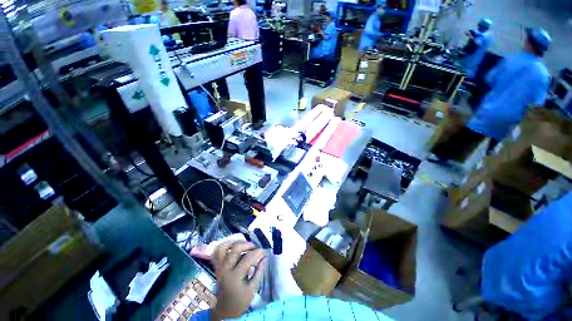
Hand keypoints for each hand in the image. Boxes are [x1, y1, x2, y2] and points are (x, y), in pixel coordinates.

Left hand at [211, 241, 266, 320]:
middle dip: (248, 244)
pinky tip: (234, 245)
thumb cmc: (240, 301)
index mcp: (235, 278)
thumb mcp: (253, 289)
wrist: (224, 309)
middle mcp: (225, 270)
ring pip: (224, 247)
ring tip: (244, 244)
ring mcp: (219, 267)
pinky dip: (225, 245)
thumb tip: (265, 256)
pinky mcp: (216, 266)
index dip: (258, 252)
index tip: (264, 252)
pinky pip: (217, 251)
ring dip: (236, 242)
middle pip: (235, 249)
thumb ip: (259, 271)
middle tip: (255, 247)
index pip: (248, 258)